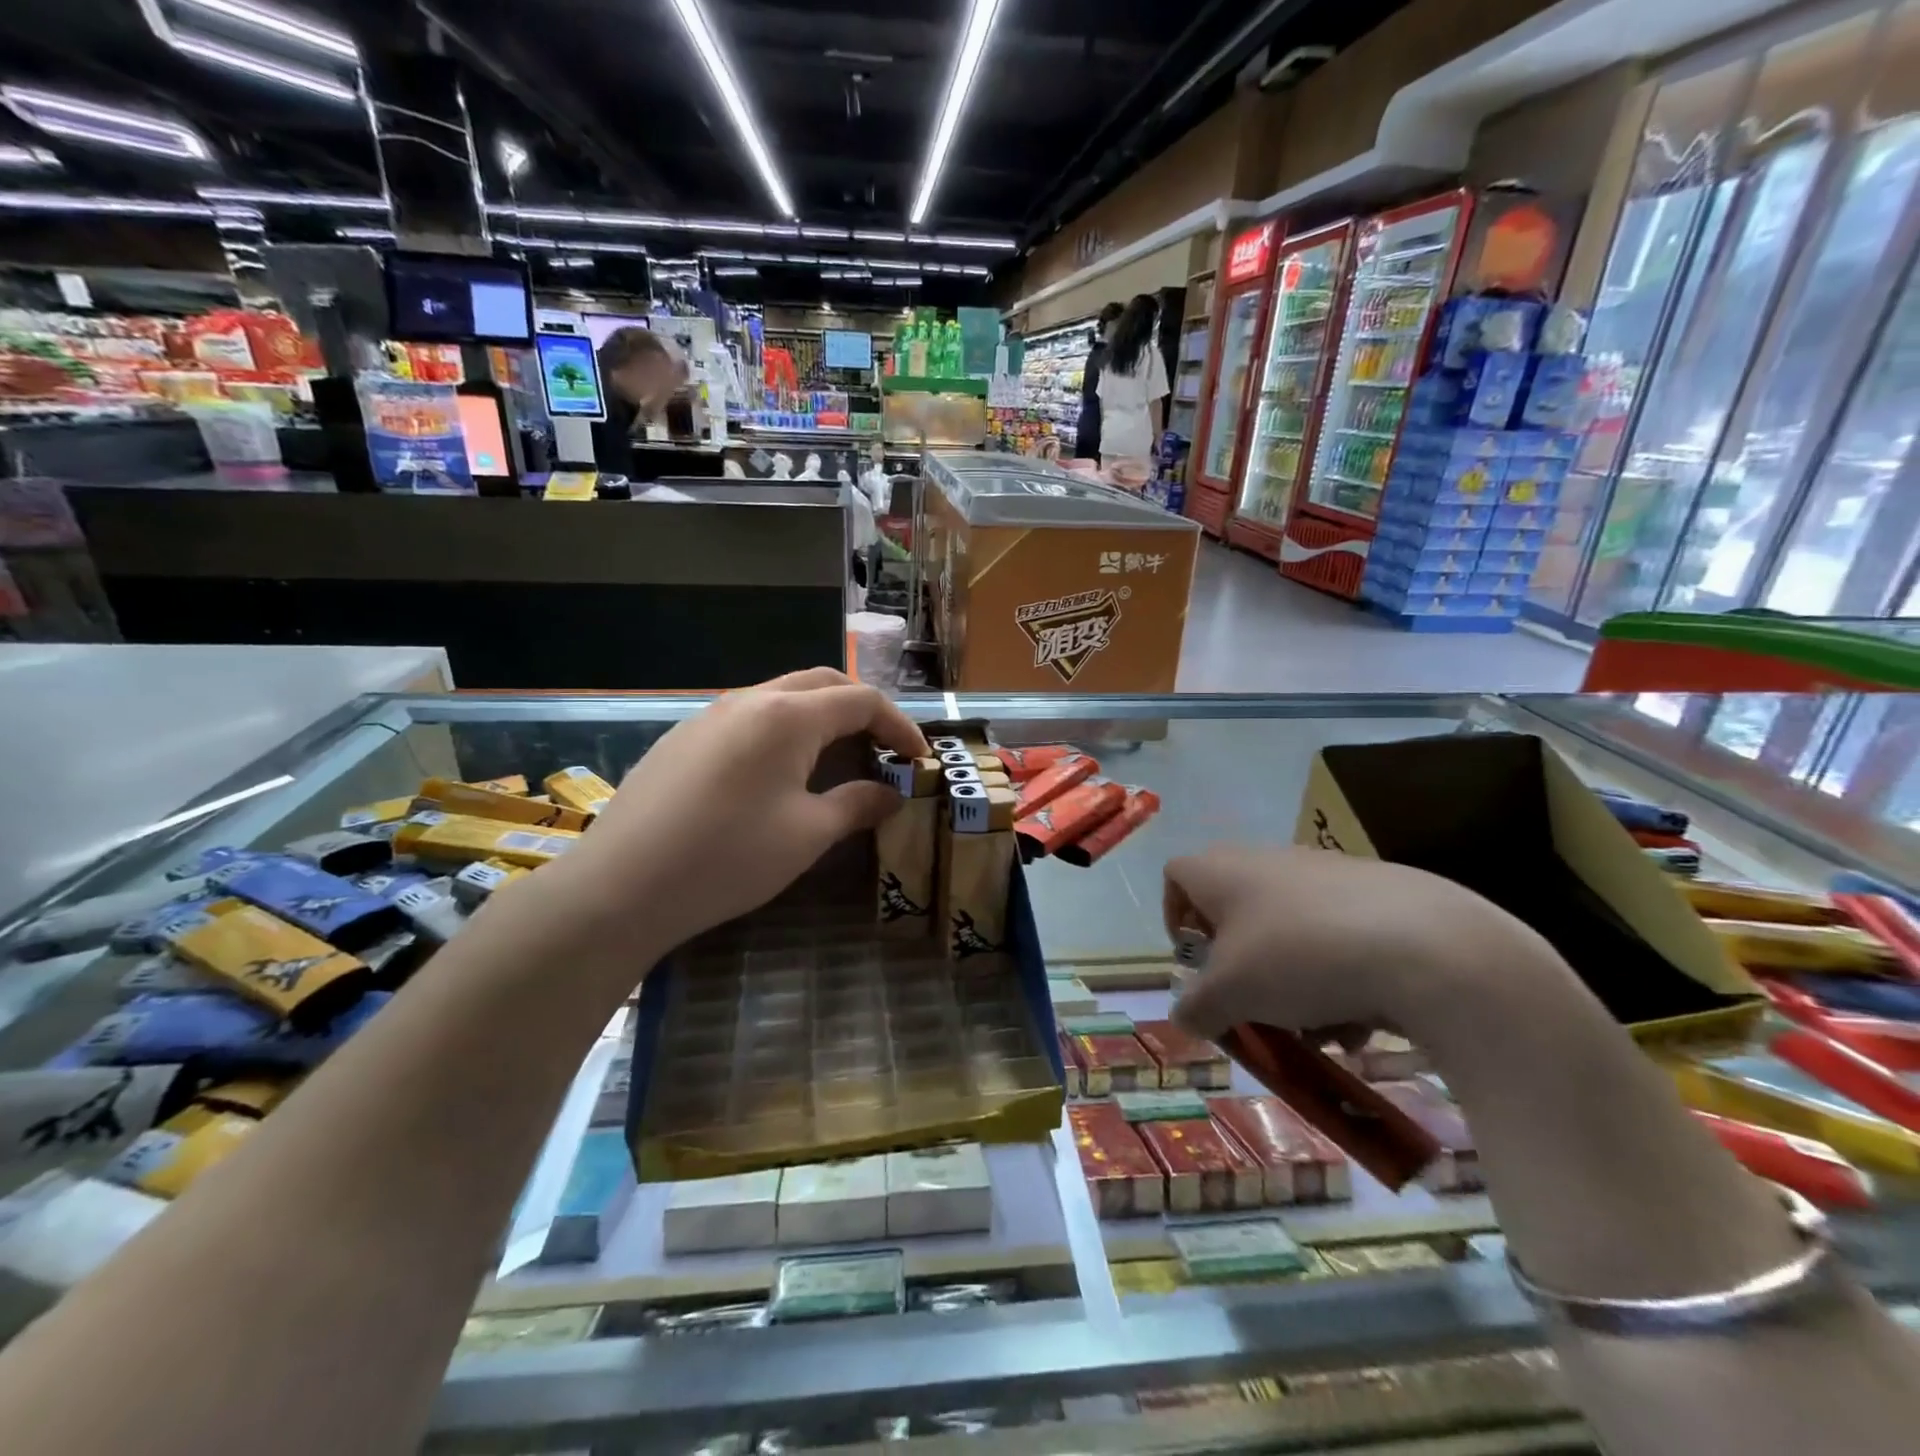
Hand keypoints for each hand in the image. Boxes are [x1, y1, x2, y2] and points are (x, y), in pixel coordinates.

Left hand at [552, 669, 927, 954]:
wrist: (621, 886)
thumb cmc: (728, 858)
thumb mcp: (807, 835)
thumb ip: (856, 805)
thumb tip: (890, 795)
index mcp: (788, 716)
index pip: (861, 700)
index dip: (898, 725)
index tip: (918, 758)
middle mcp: (750, 700)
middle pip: (822, 684)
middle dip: (861, 709)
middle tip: (883, 748)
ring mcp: (710, 715)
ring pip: (781, 697)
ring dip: (820, 717)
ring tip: (837, 759)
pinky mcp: (684, 737)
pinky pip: (748, 718)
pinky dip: (782, 731)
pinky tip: (777, 773)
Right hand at [1163, 845, 1543, 1047]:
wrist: (1426, 946)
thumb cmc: (1299, 958)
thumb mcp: (1232, 994)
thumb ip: (1197, 1008)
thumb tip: (1183, 1019)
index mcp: (1223, 872)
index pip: (1176, 876)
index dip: (1174, 916)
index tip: (1195, 960)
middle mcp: (1268, 861)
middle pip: (1236, 909)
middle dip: (1240, 963)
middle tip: (1252, 1001)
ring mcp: (1326, 872)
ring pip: (1289, 929)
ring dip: (1290, 979)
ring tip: (1315, 1027)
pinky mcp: (1377, 892)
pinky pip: (1337, 934)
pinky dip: (1337, 975)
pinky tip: (1360, 1019)